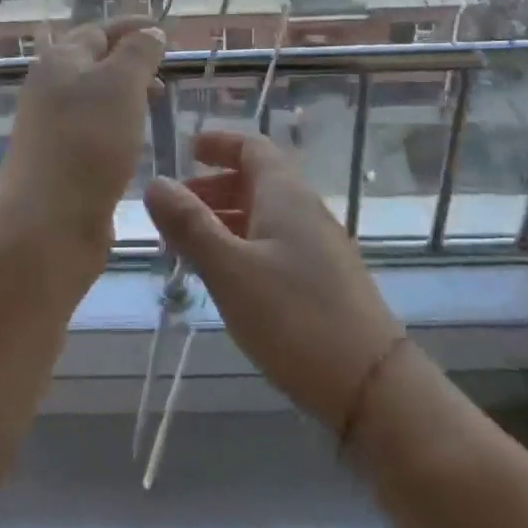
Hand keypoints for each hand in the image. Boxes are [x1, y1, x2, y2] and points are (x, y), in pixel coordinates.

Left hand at [0, 18, 166, 251]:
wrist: (47, 221)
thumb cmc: (88, 140)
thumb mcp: (121, 83)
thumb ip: (139, 52)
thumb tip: (150, 31)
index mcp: (61, 60)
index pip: (98, 30)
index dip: (131, 27)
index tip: (163, 31)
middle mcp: (51, 89)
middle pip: (92, 64)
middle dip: (129, 61)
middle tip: (165, 72)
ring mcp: (52, 128)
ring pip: (93, 99)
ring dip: (124, 95)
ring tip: (156, 104)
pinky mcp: (60, 163)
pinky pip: (93, 132)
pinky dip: (117, 127)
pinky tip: (135, 141)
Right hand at [144, 130, 404, 433]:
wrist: (371, 384)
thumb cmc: (294, 316)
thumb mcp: (230, 269)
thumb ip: (190, 226)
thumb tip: (156, 183)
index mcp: (285, 194)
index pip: (252, 147)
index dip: (219, 143)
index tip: (186, 150)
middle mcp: (305, 210)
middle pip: (256, 181)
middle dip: (213, 187)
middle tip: (173, 210)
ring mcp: (319, 246)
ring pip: (264, 216)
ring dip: (225, 220)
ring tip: (188, 247)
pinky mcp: (324, 280)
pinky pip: (275, 244)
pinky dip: (243, 246)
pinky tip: (225, 278)